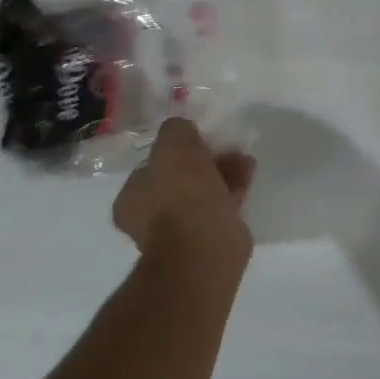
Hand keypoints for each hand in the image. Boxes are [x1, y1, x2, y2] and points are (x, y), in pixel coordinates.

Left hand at [114, 118, 256, 266]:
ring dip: (221, 172)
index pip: (150, 167)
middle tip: (222, 146)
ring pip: (202, 193)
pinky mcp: (209, 239)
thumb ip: (176, 131)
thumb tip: (182, 129)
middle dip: (201, 162)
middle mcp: (150, 217)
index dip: (172, 151)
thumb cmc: (181, 195)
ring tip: (242, 157)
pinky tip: (248, 171)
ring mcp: (180, 231)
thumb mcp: (174, 146)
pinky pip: (221, 205)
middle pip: (178, 180)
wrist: (204, 249)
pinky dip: (233, 187)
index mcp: (131, 198)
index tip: (195, 139)